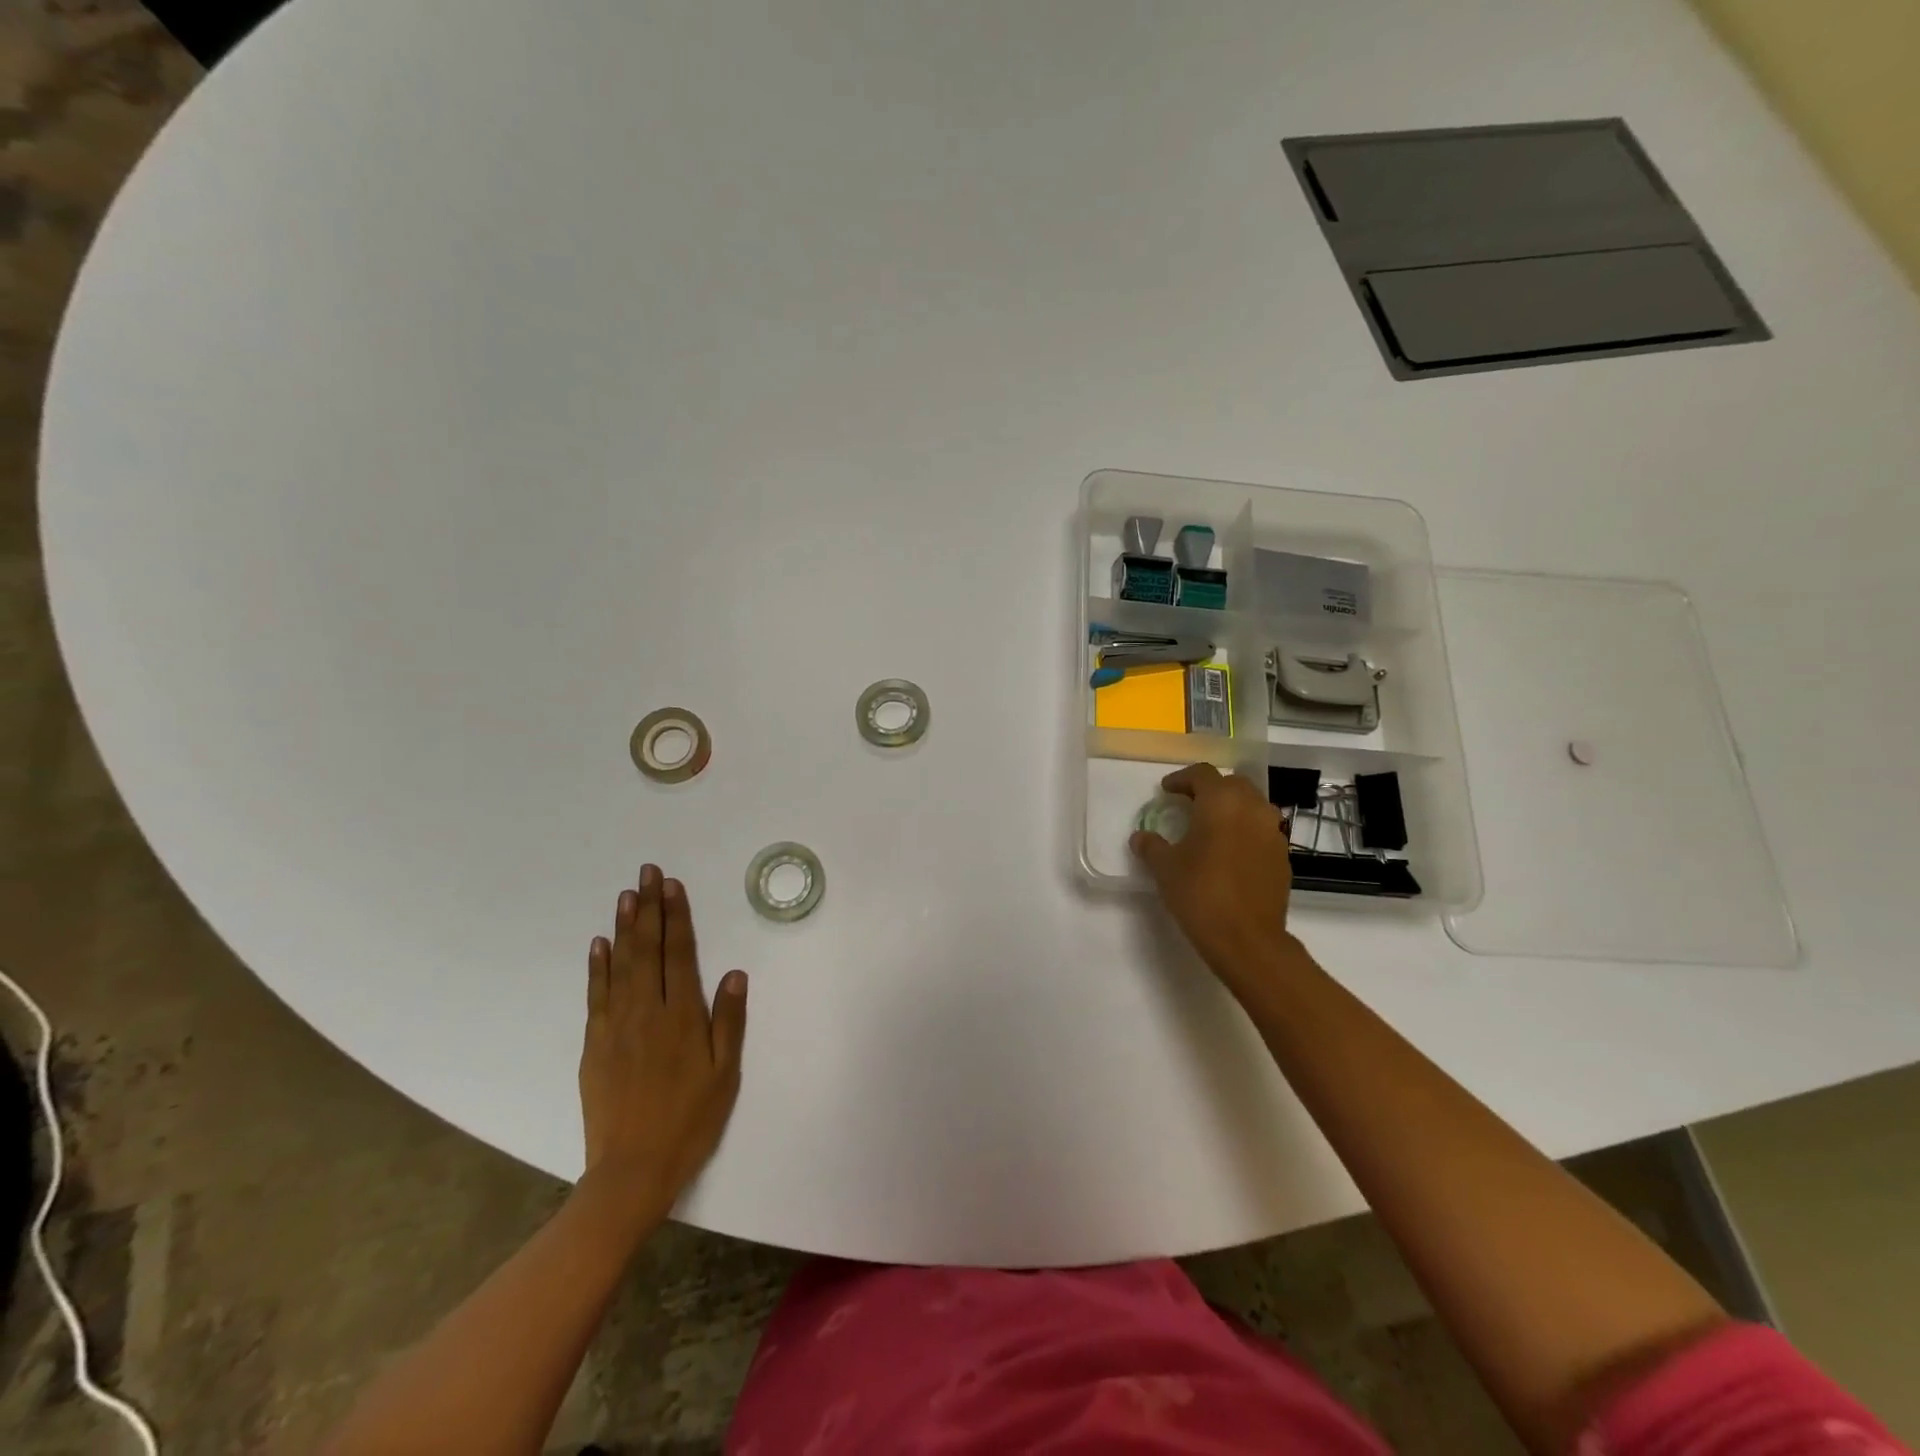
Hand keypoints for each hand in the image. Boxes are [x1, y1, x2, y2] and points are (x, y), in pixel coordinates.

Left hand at [579, 864, 747, 1223]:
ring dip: (624, 928)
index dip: (676, 917)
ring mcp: (616, 1026)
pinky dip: (597, 966)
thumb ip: (729, 1021)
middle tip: (646, 873)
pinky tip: (599, 945)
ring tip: (626, 896)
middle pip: (647, 950)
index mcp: (681, 1016)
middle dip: (648, 909)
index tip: (672, 885)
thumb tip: (734, 973)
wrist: (632, 1170)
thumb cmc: (690, 1120)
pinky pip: (596, 995)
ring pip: (619, 965)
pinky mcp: (595, 1045)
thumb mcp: (725, 1074)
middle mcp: (646, 1011)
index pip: (679, 954)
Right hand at [1130, 763, 1304, 992]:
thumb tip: (1141, 837)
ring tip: (1211, 827)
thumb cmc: (1200, 894)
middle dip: (1211, 790)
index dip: (1182, 779)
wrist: (1247, 939)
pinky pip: (1263, 831)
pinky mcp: (1283, 857)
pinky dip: (1246, 832)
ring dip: (1232, 809)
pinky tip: (1230, 853)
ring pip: (1253, 806)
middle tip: (1189, 804)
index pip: (1202, 774)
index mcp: (1221, 802)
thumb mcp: (1165, 868)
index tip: (1167, 791)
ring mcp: (1273, 832)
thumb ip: (1151, 846)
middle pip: (1233, 784)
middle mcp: (1252, 808)